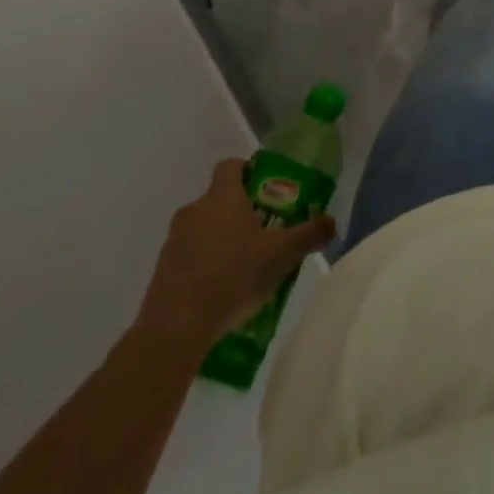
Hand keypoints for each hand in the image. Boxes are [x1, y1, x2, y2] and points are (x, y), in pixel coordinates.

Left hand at [136, 159, 336, 341]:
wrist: (175, 328)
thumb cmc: (233, 276)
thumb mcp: (282, 255)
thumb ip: (309, 234)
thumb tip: (332, 221)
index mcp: (223, 196)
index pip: (232, 165)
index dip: (249, 171)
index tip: (267, 190)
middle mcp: (195, 209)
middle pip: (220, 198)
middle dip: (241, 212)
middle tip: (264, 234)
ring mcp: (174, 240)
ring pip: (204, 227)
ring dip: (222, 239)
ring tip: (244, 268)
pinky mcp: (162, 269)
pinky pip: (189, 255)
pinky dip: (204, 264)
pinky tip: (220, 291)